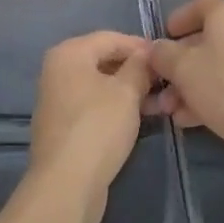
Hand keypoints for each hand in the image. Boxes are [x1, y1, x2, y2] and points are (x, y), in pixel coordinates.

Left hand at [27, 30, 153, 215]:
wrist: (66, 185)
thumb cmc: (98, 127)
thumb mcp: (127, 92)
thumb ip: (139, 67)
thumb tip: (147, 54)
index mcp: (68, 53)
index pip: (111, 38)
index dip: (140, 46)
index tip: (166, 59)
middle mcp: (57, 70)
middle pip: (103, 60)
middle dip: (135, 70)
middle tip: (165, 82)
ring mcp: (57, 99)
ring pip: (99, 85)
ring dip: (128, 91)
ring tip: (158, 103)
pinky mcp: (62, 126)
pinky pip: (92, 105)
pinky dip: (114, 107)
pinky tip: (137, 119)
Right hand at [148, 0, 223, 184]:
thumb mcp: (182, 67)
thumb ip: (162, 54)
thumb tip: (154, 49)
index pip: (198, 6)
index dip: (176, 20)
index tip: (158, 40)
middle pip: (203, 41)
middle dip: (175, 64)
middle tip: (156, 84)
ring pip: (212, 69)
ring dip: (186, 87)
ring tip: (166, 110)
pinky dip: (204, 100)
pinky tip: (186, 120)